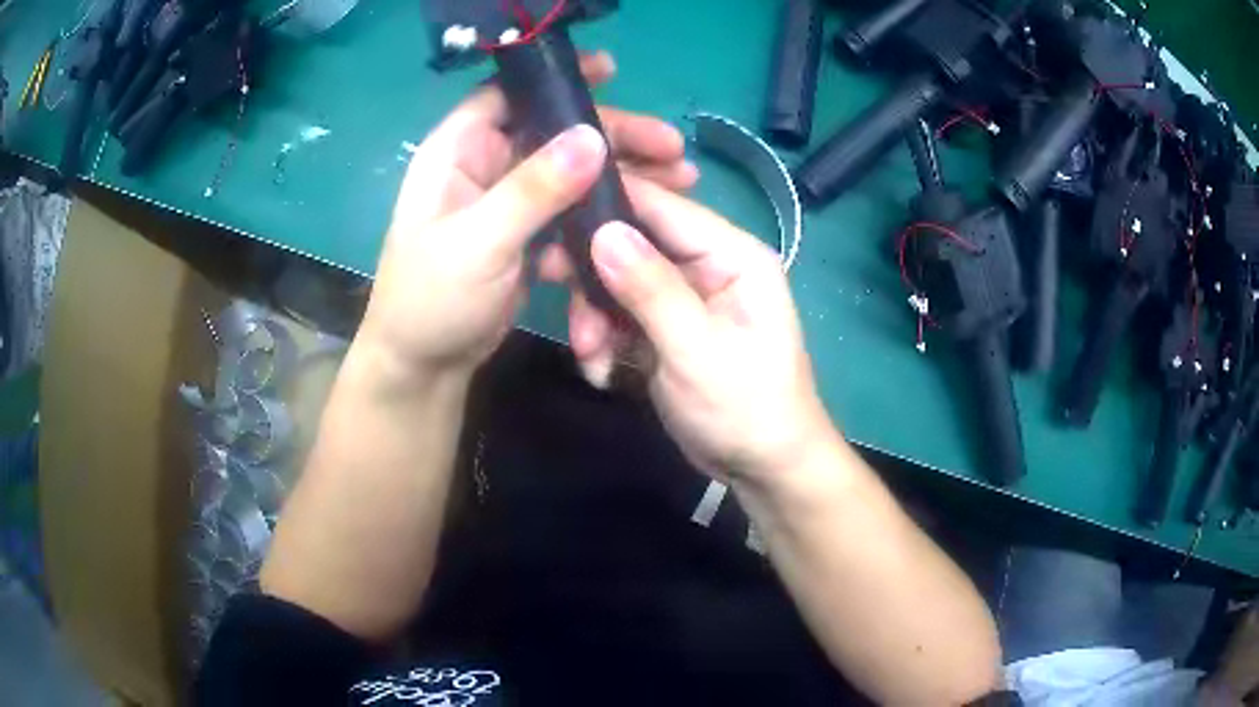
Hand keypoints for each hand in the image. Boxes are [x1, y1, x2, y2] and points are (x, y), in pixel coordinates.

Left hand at [360, 52, 697, 377]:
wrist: (425, 364)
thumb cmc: (432, 299)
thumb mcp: (479, 242)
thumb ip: (533, 190)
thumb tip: (592, 138)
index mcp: (458, 151)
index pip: (509, 94)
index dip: (557, 78)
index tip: (613, 72)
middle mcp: (484, 165)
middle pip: (555, 131)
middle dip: (614, 135)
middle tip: (672, 148)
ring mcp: (509, 199)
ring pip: (571, 169)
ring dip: (621, 173)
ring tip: (679, 180)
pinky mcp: (527, 231)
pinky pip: (572, 207)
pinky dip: (605, 209)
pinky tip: (643, 217)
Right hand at [539, 176, 838, 483]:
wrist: (761, 469)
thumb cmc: (746, 408)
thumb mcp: (697, 350)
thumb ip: (651, 289)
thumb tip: (603, 230)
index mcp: (732, 255)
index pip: (664, 206)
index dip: (609, 202)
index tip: (552, 215)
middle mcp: (708, 265)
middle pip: (633, 243)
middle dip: (594, 276)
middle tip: (557, 295)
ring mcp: (684, 297)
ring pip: (618, 282)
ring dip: (594, 317)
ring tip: (591, 357)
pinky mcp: (664, 328)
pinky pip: (620, 316)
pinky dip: (604, 341)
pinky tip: (603, 373)